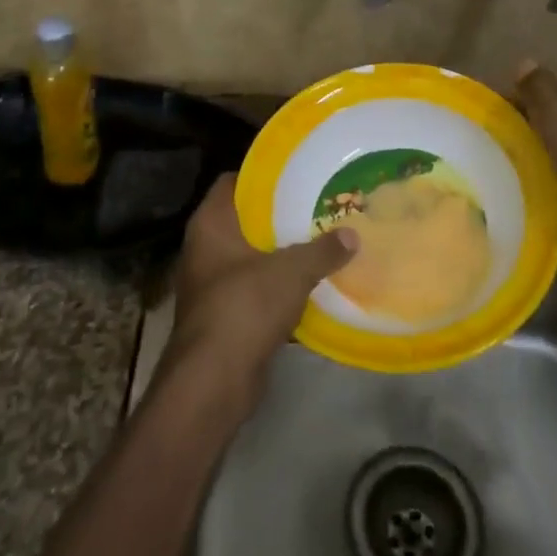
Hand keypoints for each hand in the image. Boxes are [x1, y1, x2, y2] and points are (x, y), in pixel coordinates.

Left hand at [161, 175, 357, 405]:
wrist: (214, 380)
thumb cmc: (245, 306)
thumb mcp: (291, 271)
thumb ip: (323, 250)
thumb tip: (353, 234)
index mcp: (210, 224)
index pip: (232, 182)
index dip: (262, 176)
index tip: (295, 175)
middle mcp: (204, 248)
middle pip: (244, 219)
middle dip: (278, 215)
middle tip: (316, 206)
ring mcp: (210, 283)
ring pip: (250, 255)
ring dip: (279, 252)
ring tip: (319, 240)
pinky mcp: (222, 314)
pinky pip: (253, 287)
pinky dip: (276, 284)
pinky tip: (308, 282)